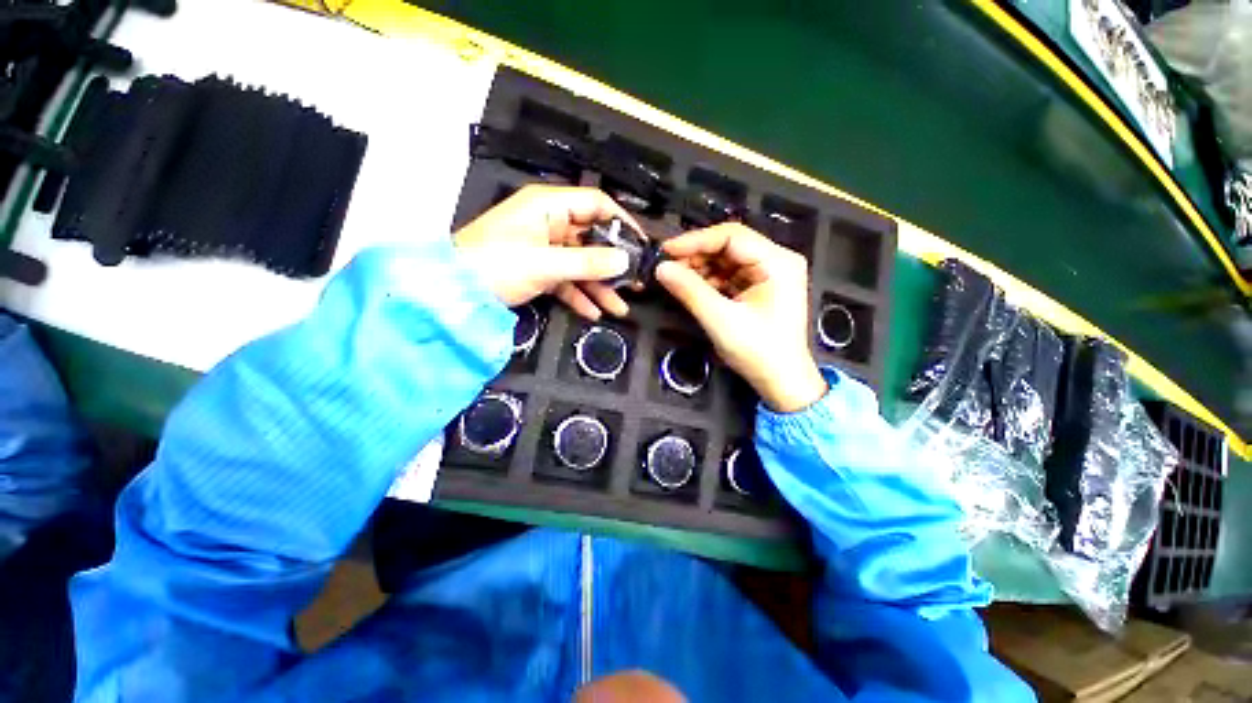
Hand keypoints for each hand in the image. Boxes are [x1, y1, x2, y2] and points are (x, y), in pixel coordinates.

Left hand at [454, 185, 643, 318]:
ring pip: (580, 264)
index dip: (622, 222)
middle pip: (591, 238)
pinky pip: (565, 280)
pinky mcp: (538, 270)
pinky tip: (594, 312)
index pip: (596, 204)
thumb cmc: (495, 266)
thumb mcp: (545, 264)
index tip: (641, 247)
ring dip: (600, 285)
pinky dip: (579, 295)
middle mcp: (549, 222)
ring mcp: (544, 248)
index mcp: (548, 206)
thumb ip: (587, 263)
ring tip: (621, 307)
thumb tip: (626, 261)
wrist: (451, 293)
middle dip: (614, 263)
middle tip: (637, 283)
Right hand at [655, 223, 827, 412]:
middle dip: (697, 256)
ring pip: (727, 261)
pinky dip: (709, 281)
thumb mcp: (720, 320)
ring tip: (678, 280)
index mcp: (777, 262)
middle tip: (669, 268)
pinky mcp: (760, 288)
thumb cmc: (758, 352)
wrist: (781, 382)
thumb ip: (690, 291)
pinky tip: (693, 289)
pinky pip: (729, 276)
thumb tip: (661, 268)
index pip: (732, 236)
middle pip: (729, 246)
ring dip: (701, 269)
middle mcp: (776, 261)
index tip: (666, 250)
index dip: (696, 240)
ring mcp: (769, 275)